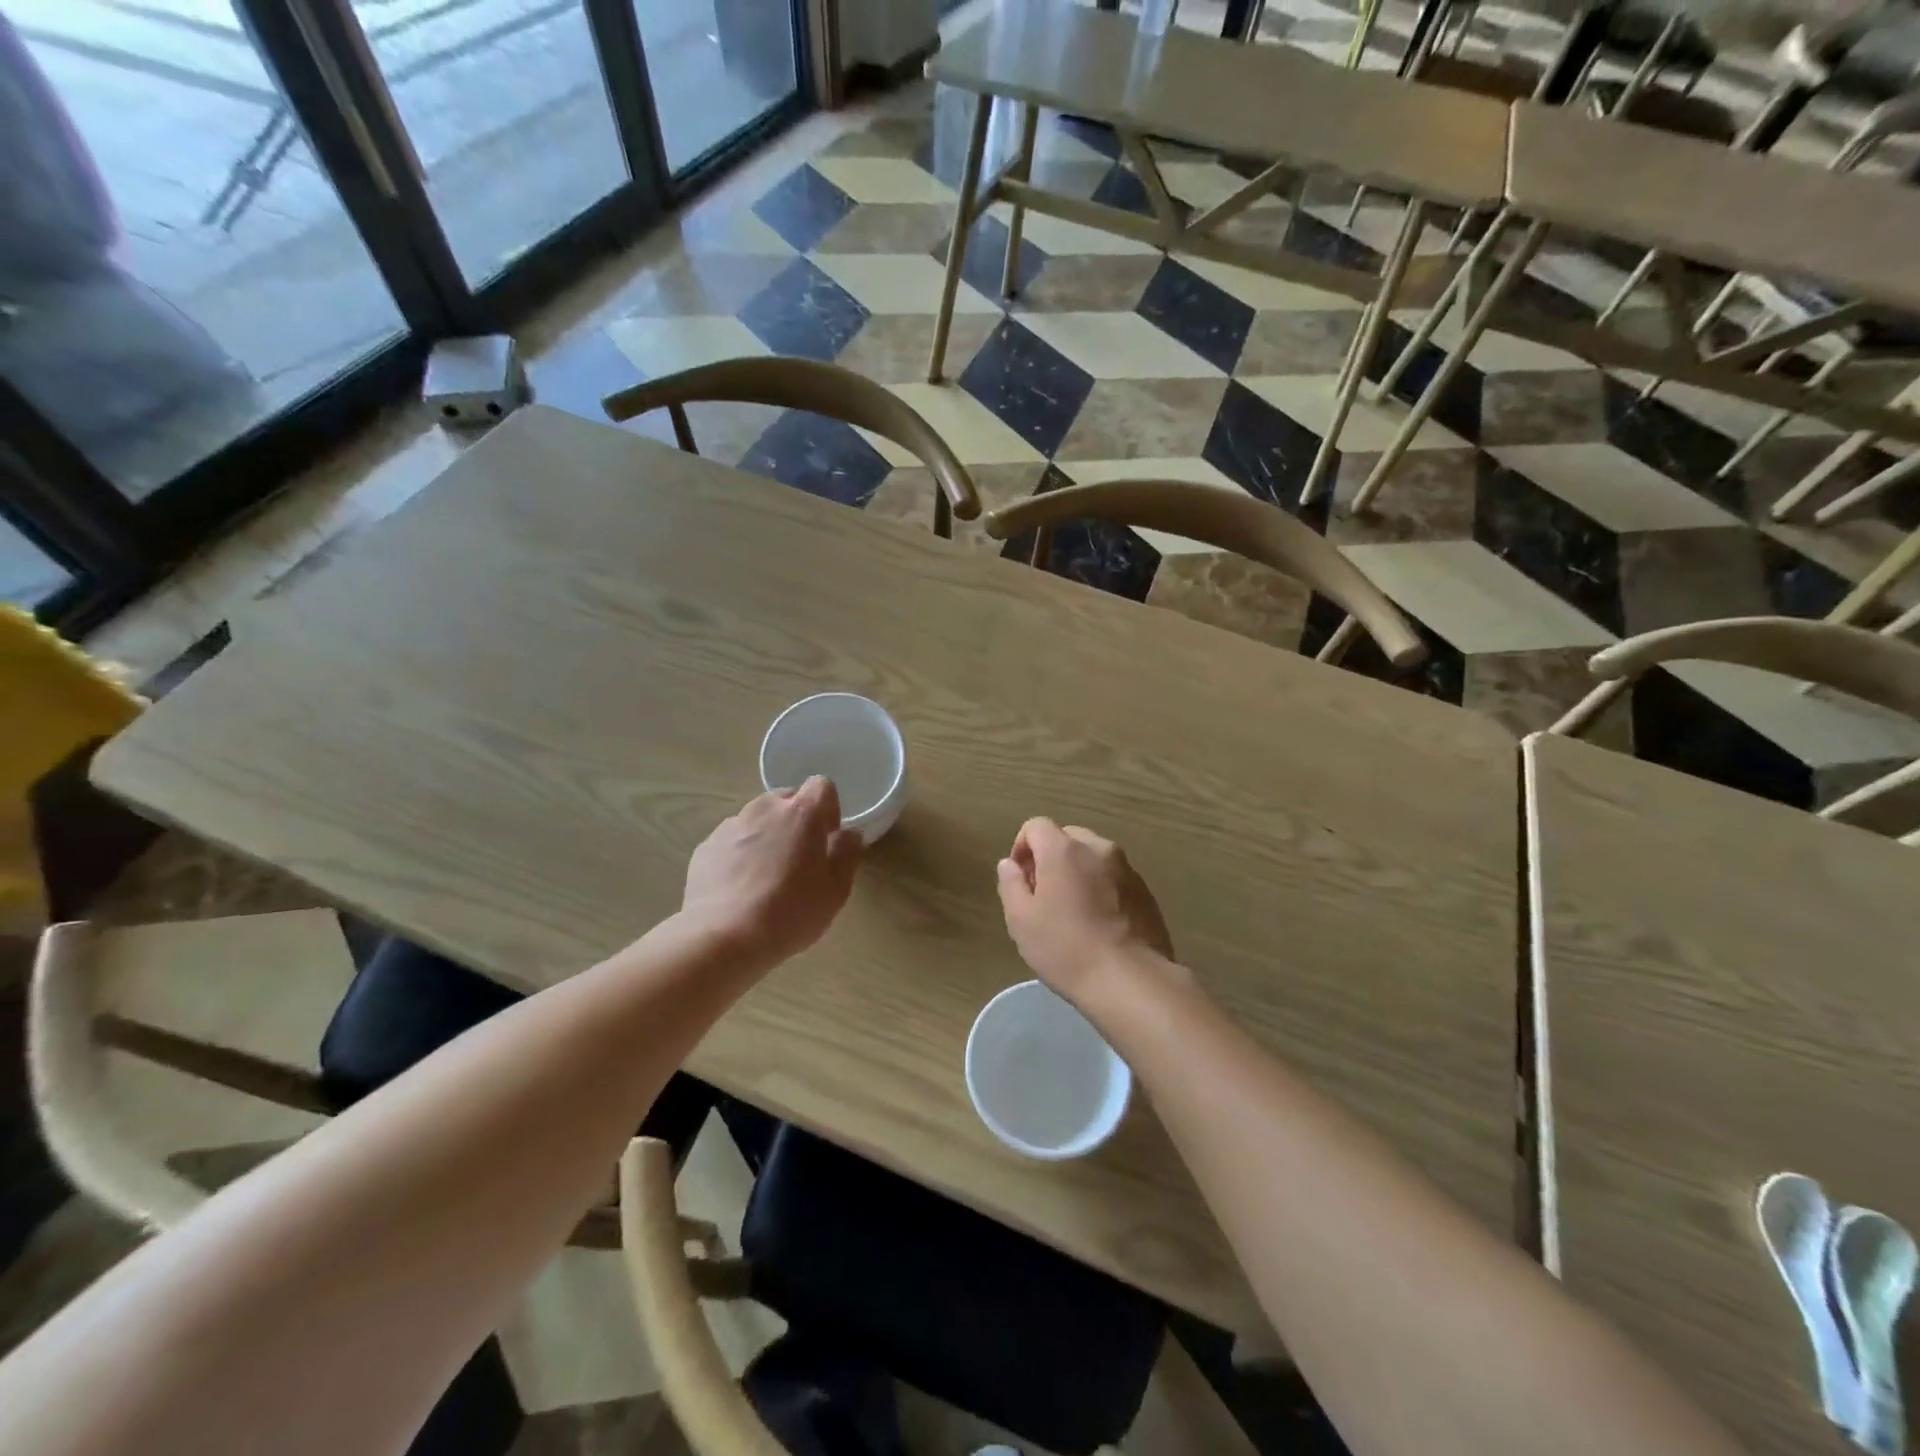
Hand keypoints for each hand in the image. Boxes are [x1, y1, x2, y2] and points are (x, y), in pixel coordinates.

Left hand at [681, 778, 863, 969]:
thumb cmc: (789, 913)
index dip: (828, 809)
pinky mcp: (706, 846)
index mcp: (802, 813)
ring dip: (767, 836)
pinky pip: (732, 841)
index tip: (827, 839)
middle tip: (799, 860)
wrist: (722, 937)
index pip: (822, 786)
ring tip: (766, 877)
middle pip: (787, 799)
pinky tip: (740, 888)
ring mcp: (731, 825)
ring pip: (757, 819)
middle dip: (797, 821)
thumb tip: (849, 834)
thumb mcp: (835, 890)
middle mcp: (765, 808)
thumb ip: (847, 854)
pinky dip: (740, 854)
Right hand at [995, 818, 1172, 1005]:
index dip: (1021, 847)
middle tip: (1043, 896)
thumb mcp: (1021, 920)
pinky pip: (1114, 877)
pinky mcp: (1145, 891)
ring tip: (1073, 912)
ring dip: (1078, 872)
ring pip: (1093, 857)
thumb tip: (1010, 864)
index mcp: (1064, 850)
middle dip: (1050, 858)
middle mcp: (1098, 848)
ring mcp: (1126, 869)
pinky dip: (1101, 888)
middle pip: (1066, 837)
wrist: (1130, 980)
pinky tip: (1099, 924)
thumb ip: (1011, 884)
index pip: (1036, 826)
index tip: (1020, 880)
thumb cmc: (1066, 948)